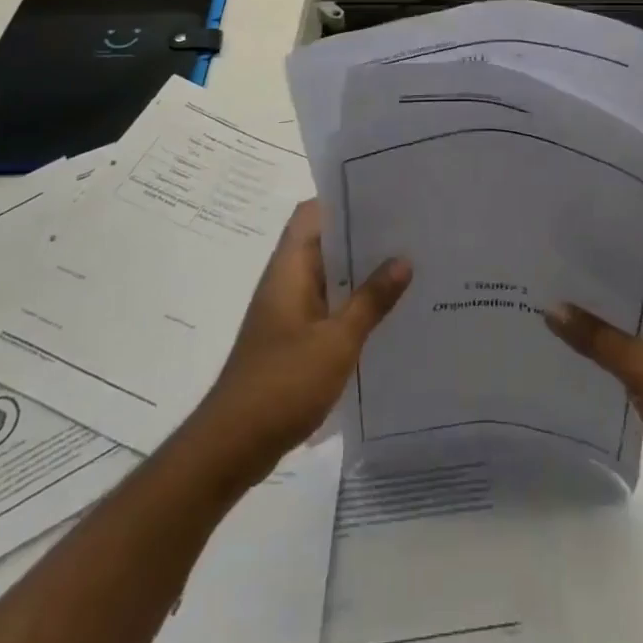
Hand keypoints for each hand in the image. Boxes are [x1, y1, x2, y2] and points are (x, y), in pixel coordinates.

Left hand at [190, 199, 409, 485]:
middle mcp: (287, 280)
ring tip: (409, 267)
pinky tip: (387, 314)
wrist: (233, 445)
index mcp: (290, 268)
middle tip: (410, 231)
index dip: (343, 199)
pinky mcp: (293, 338)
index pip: (312, 213)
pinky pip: (328, 306)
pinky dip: (353, 303)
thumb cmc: (283, 384)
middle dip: (363, 236)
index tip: (384, 196)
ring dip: (361, 272)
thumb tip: (403, 259)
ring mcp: (288, 310)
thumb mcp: (337, 342)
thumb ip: (371, 300)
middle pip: (324, 242)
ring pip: (329, 276)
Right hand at [546, 275, 642, 521]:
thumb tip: (549, 308)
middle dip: (596, 290)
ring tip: (553, 306)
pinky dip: (610, 349)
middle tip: (550, 276)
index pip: (642, 260)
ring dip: (601, 322)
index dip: (604, 255)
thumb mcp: (641, 364)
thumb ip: (595, 335)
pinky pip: (633, 351)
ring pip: (631, 323)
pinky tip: (575, 346)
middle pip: (633, 292)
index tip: (564, 249)